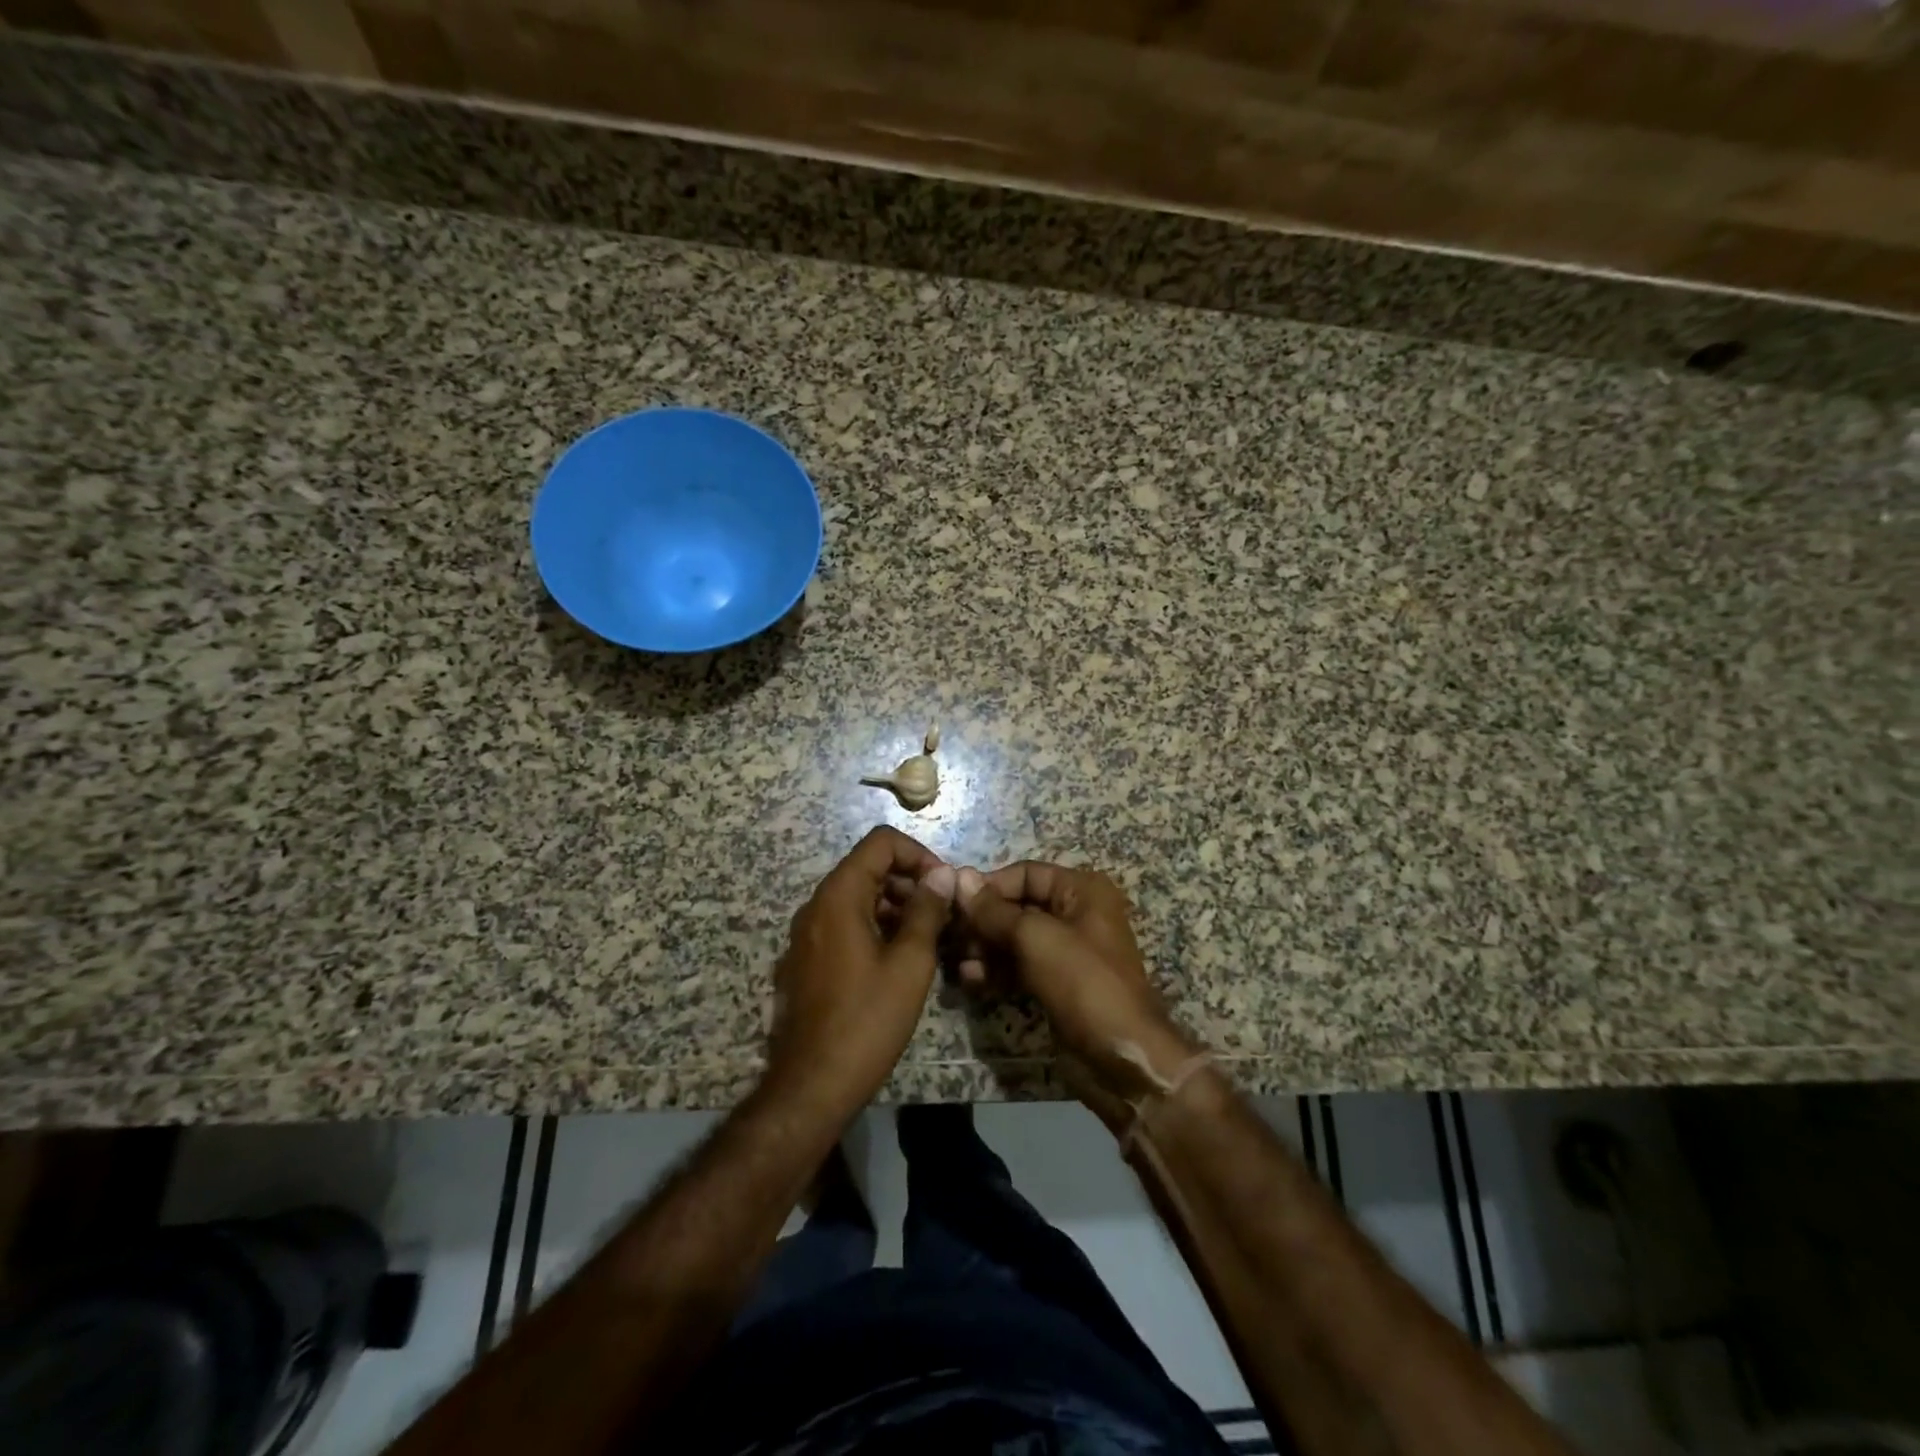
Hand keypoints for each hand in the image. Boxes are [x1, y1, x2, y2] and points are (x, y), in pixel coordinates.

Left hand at [767, 827, 955, 1119]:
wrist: (813, 1083)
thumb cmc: (867, 1019)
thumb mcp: (910, 963)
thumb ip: (927, 911)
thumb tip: (942, 874)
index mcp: (839, 896)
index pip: (881, 843)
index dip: (919, 854)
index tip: (944, 886)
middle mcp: (817, 905)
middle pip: (868, 867)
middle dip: (911, 881)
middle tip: (944, 914)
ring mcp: (808, 933)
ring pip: (859, 897)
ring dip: (897, 906)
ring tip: (931, 937)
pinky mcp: (808, 958)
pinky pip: (846, 924)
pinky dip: (877, 926)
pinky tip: (903, 958)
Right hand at [955, 862, 1197, 1124]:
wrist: (1121, 1056)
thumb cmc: (1083, 982)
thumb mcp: (1035, 938)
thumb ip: (994, 910)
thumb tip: (959, 878)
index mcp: (1082, 890)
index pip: (1026, 874)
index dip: (989, 885)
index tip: (952, 900)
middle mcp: (1077, 914)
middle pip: (1019, 906)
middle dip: (984, 921)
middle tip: (951, 935)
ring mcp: (1067, 951)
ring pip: (1016, 939)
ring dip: (986, 948)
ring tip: (959, 963)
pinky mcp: (1058, 983)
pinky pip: (1020, 966)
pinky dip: (997, 970)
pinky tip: (971, 980)